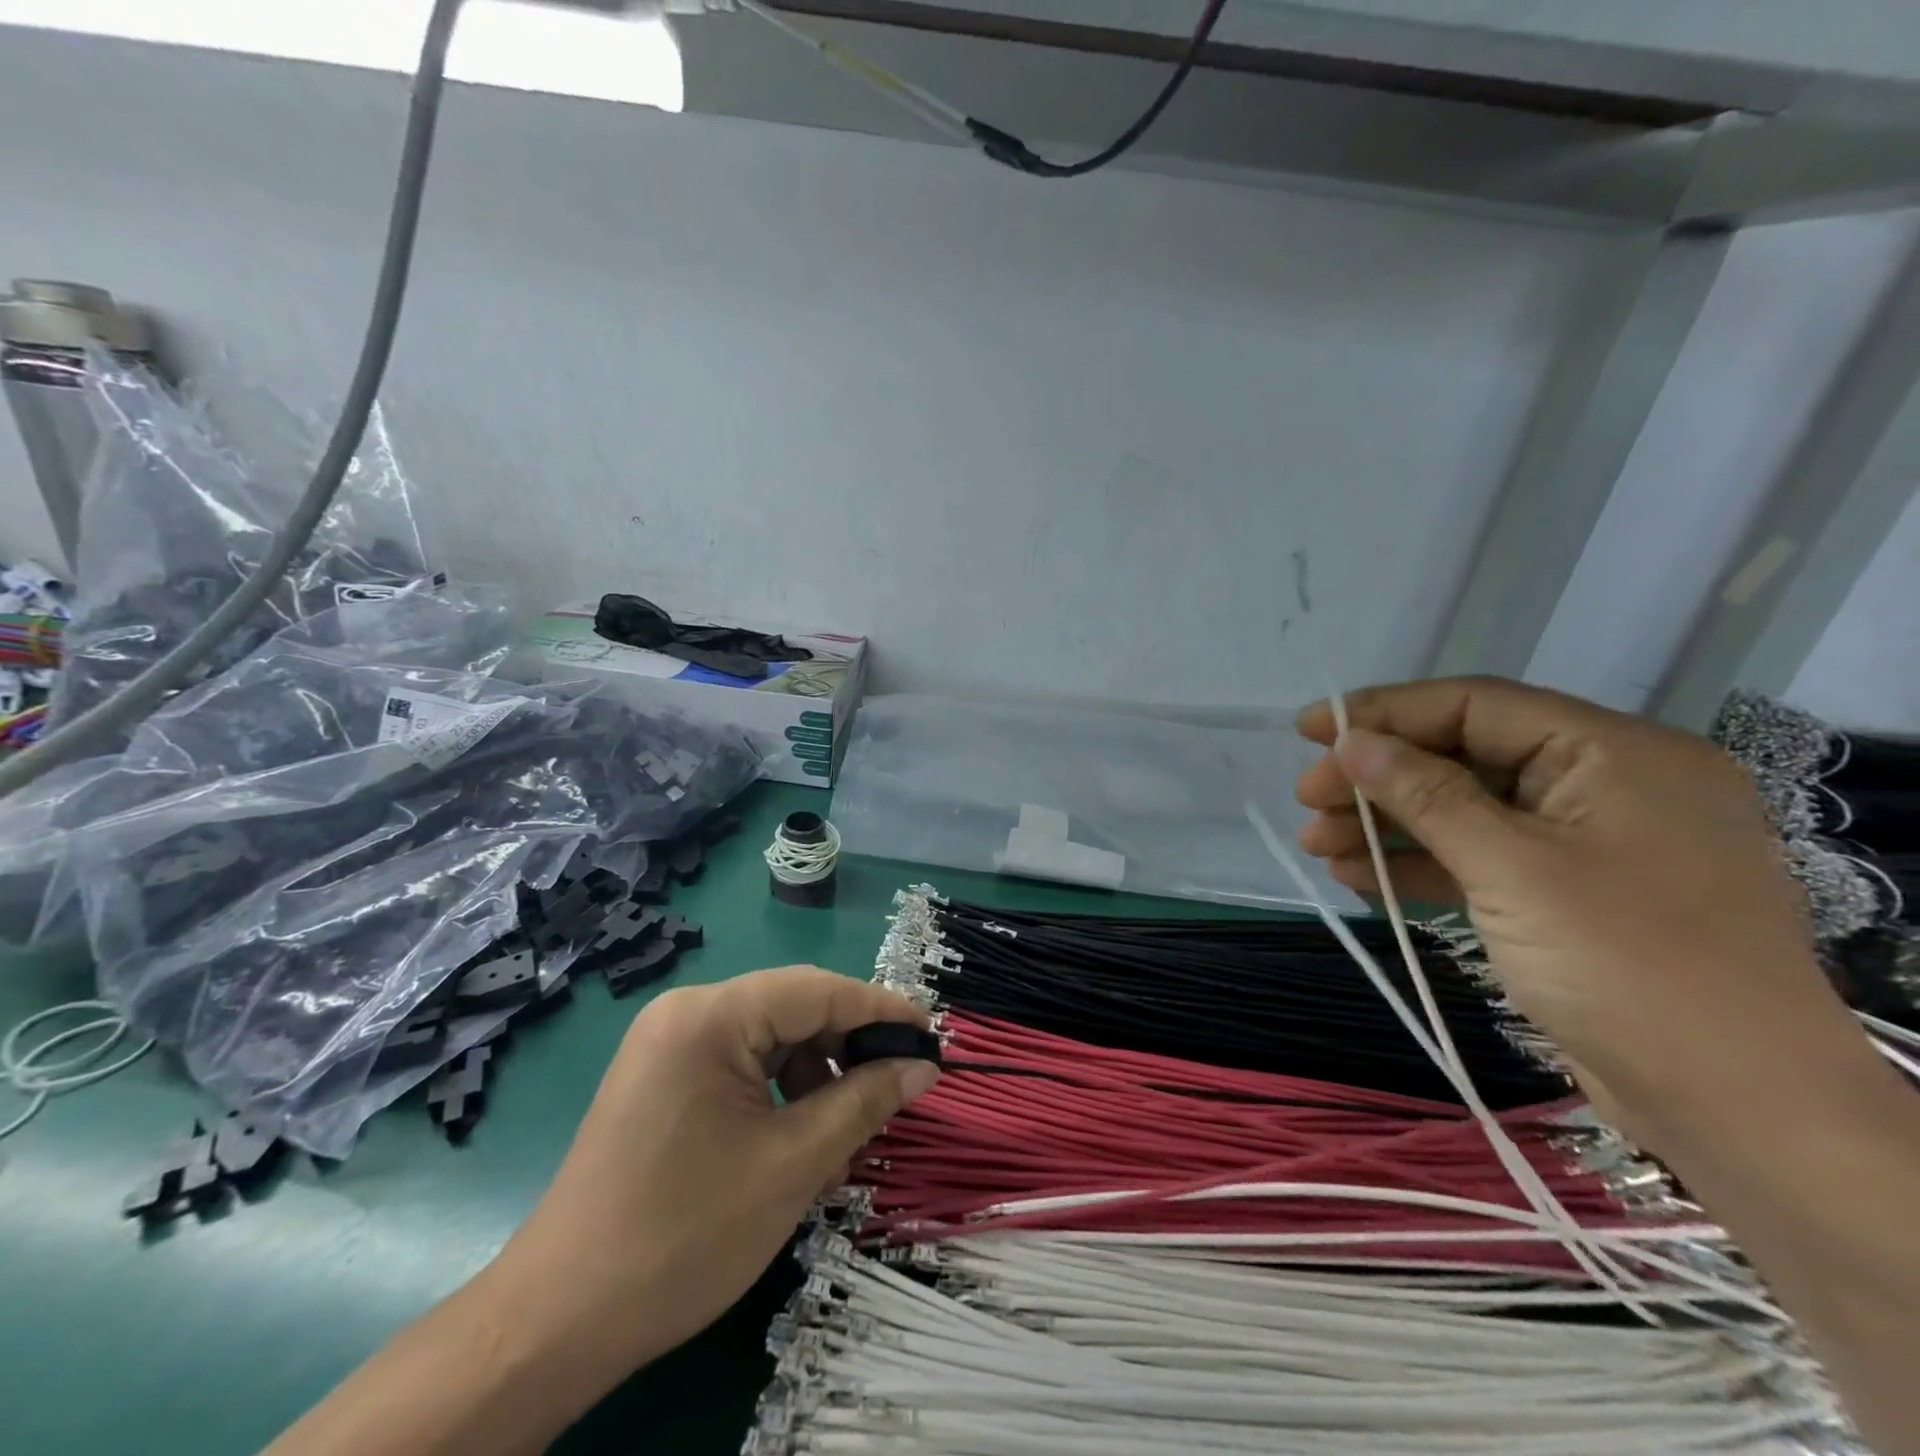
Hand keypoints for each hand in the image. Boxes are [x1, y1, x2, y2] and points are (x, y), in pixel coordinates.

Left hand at [486, 967, 937, 1380]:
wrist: (559, 1321)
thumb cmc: (684, 1236)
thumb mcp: (793, 1165)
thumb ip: (865, 1101)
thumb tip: (922, 1066)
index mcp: (710, 1015)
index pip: (817, 990)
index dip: (881, 1009)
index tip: (931, 1034)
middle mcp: (686, 1011)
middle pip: (792, 1008)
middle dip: (847, 1046)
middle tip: (895, 1086)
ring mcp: (668, 1043)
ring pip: (769, 1037)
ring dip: (815, 1073)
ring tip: (842, 1130)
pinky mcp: (662, 1076)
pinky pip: (740, 1061)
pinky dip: (779, 1089)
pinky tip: (797, 1137)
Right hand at [1292, 676, 1861, 1126]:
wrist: (1737, 1112)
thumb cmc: (1629, 967)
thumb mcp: (1513, 869)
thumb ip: (1426, 795)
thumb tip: (1350, 741)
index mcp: (1616, 755)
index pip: (1477, 706)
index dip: (1384, 711)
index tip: (1308, 729)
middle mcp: (1605, 786)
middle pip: (1464, 757)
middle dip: (1378, 777)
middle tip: (1307, 799)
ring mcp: (1586, 844)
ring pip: (1464, 810)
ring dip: (1387, 824)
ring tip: (1316, 844)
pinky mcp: (1567, 895)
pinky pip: (1479, 858)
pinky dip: (1418, 864)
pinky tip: (1357, 875)